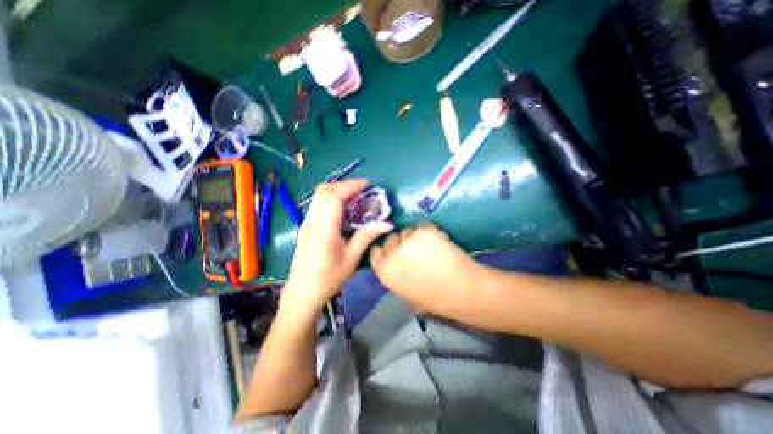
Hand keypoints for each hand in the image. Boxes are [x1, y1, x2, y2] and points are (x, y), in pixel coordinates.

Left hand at [283, 180, 392, 311]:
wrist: (302, 291)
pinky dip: (331, 199)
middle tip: (361, 191)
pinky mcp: (306, 226)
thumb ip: (366, 236)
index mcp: (324, 228)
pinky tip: (342, 210)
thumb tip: (387, 224)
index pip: (335, 196)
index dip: (350, 186)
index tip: (366, 184)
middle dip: (343, 185)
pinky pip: (318, 204)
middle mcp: (312, 221)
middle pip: (324, 191)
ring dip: (336, 191)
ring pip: (319, 196)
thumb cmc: (328, 277)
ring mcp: (307, 222)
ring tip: (354, 198)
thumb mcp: (351, 258)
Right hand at [370, 224, 480, 314]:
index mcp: (385, 272)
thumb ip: (394, 273)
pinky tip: (439, 243)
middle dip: (400, 242)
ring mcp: (408, 241)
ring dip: (415, 237)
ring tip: (430, 248)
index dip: (385, 250)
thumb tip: (395, 260)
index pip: (375, 252)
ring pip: (407, 231)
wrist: (463, 291)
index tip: (394, 250)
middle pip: (390, 239)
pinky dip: (429, 232)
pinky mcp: (424, 231)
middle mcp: (392, 255)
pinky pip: (422, 226)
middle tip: (415, 249)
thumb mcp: (405, 291)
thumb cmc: (435, 298)